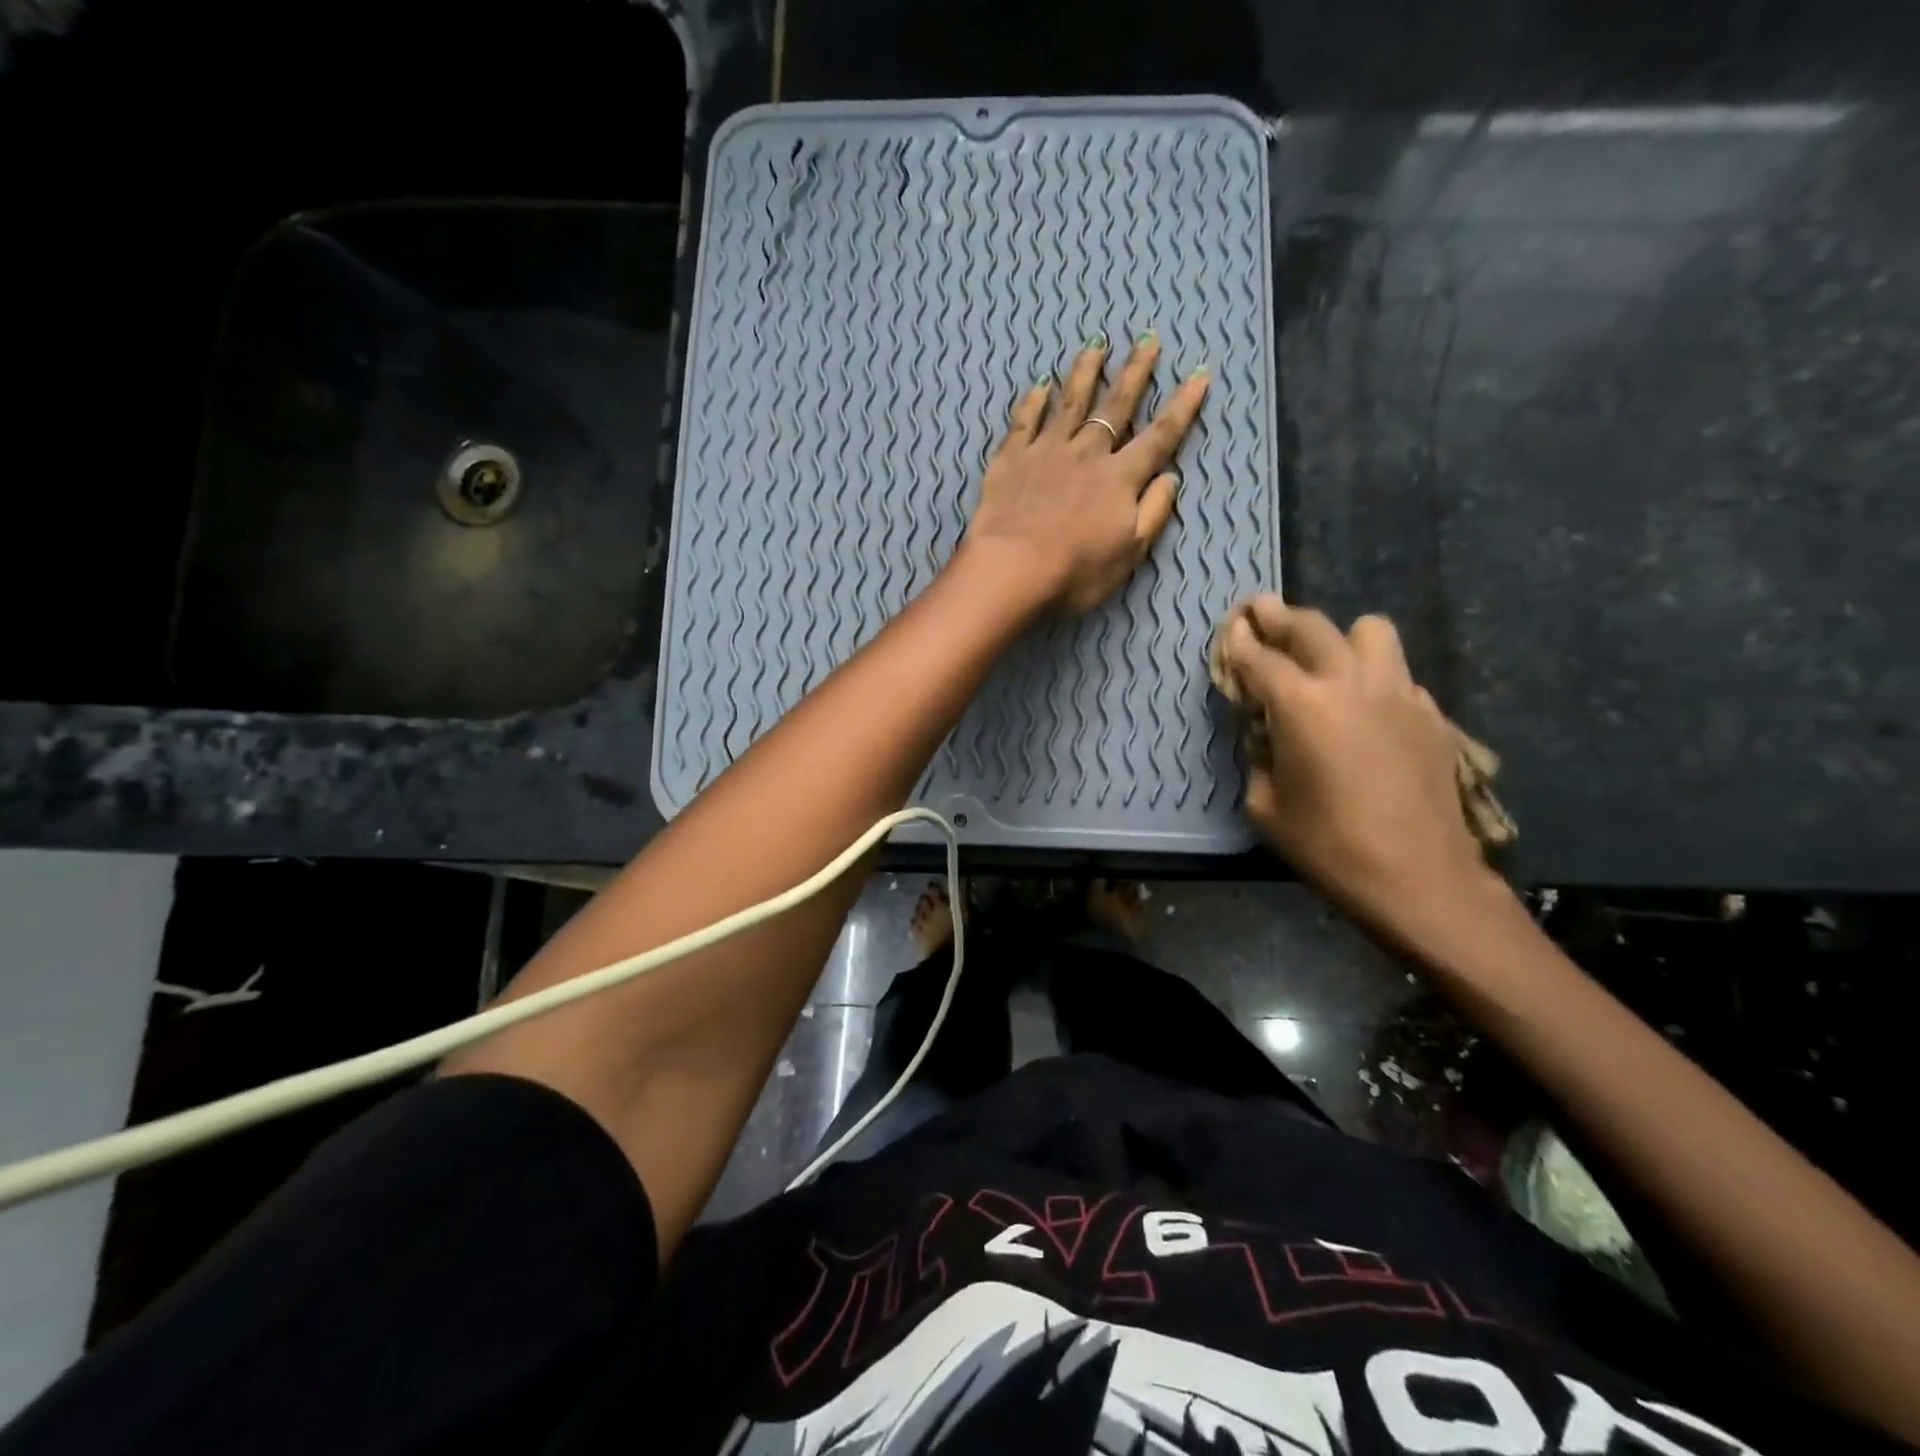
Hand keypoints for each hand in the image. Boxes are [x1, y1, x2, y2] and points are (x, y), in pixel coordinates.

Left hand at [961, 331, 1209, 613]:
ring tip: (1095, 346)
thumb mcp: (1129, 552)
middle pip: (1115, 406)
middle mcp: (1087, 454)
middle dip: (1135, 372)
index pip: (1159, 436)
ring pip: (1070, 404)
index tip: (1198, 374)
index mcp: (1120, 478)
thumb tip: (1171, 477)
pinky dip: (1032, 402)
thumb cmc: (1076, 570)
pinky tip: (1039, 385)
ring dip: (1085, 374)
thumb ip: (1153, 512)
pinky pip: (1024, 423)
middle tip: (1147, 339)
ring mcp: (1046, 452)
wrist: (1013, 568)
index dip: (1182, 407)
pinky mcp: (1011, 460)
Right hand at [1218, 597, 1496, 934]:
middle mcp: (1350, 684)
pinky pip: (1397, 673)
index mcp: (1301, 706)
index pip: (1259, 658)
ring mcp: (1398, 693)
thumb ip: (1257, 758)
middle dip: (1279, 616)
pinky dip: (1374, 675)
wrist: (1419, 878)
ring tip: (1325, 657)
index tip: (1228, 626)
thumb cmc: (1329, 846)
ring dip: (1340, 636)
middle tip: (1261, 611)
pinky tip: (1365, 705)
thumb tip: (1262, 736)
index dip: (1237, 641)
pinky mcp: (1429, 714)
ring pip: (1370, 631)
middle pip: (1312, 626)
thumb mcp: (1265, 807)